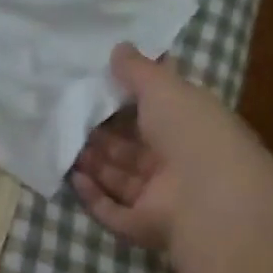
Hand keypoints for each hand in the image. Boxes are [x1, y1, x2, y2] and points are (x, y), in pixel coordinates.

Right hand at [70, 42, 262, 252]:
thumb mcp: (164, 88)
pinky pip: (112, 210)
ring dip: (93, 162)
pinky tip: (73, 177)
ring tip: (63, 142)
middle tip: (69, 116)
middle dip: (102, 134)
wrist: (209, 197)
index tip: (96, 89)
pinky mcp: (142, 225)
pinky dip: (91, 195)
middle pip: (133, 148)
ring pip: (119, 178)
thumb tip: (119, 47)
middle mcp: (177, 163)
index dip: (128, 103)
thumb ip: (138, 70)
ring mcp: (161, 197)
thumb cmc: (191, 132)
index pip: (156, 113)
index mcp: (190, 128)